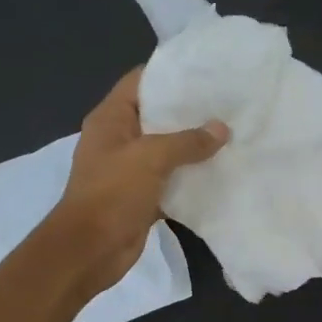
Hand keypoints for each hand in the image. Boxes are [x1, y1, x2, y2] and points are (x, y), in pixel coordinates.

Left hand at [48, 68, 227, 296]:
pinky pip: (170, 178)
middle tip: (228, 103)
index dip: (170, 73)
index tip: (207, 71)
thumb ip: (187, 141)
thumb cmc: (113, 193)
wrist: (90, 250)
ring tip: (231, 133)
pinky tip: (220, 170)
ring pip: (166, 149)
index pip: (140, 81)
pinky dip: (190, 176)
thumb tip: (222, 128)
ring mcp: (129, 169)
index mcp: (110, 119)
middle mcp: (118, 139)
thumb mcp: (151, 158)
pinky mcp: (141, 195)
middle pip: (157, 115)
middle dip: (189, 111)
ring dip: (193, 145)